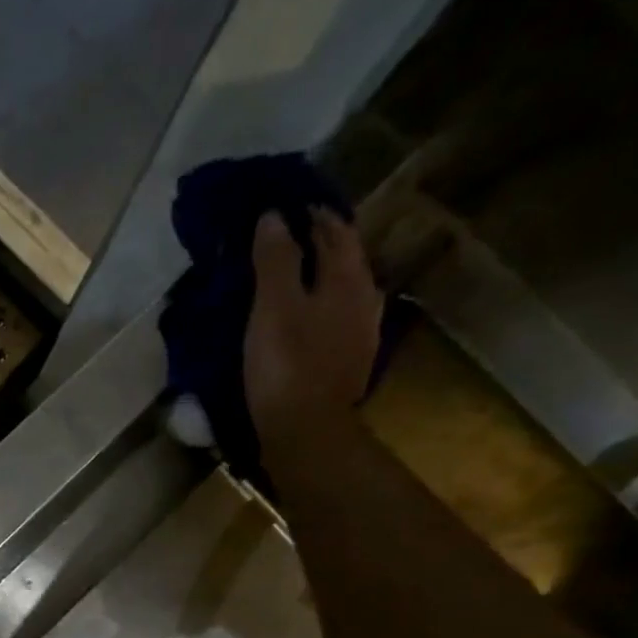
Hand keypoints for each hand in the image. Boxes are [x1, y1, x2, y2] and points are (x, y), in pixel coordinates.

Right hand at [243, 210, 383, 447]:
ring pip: (342, 291)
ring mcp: (360, 334)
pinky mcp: (347, 364)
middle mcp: (364, 299)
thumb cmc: (287, 365)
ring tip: (294, 277)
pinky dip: (318, 309)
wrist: (307, 432)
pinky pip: (334, 321)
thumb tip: (274, 216)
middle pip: (344, 259)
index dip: (313, 214)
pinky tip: (305, 319)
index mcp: (348, 279)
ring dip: (320, 278)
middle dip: (319, 243)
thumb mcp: (273, 307)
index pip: (335, 230)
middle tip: (288, 236)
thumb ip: (275, 260)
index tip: (289, 205)